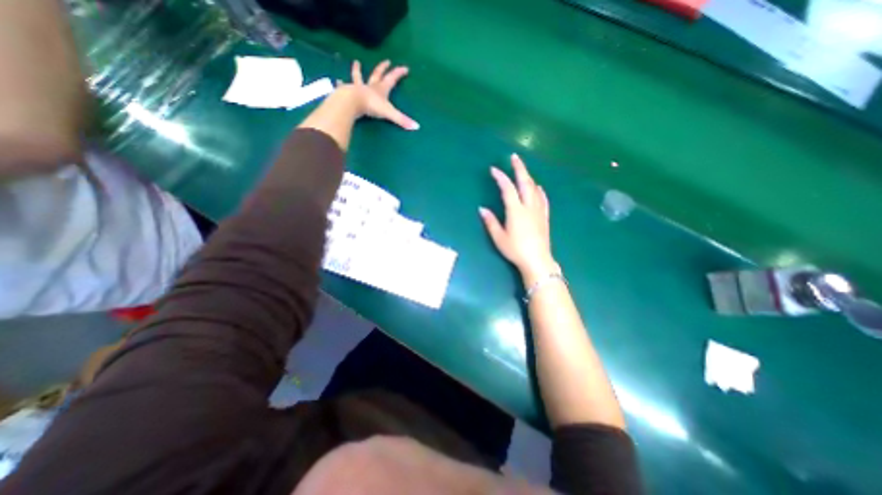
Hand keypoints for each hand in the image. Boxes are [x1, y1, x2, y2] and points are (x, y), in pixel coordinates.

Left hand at [339, 60, 418, 129]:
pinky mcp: (348, 93)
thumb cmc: (371, 106)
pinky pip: (345, 88)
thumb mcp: (389, 113)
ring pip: (359, 78)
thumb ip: (402, 120)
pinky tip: (337, 82)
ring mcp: (358, 89)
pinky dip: (341, 85)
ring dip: (358, 71)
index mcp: (381, 89)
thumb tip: (417, 127)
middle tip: (386, 61)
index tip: (405, 68)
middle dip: (383, 68)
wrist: (352, 102)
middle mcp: (370, 86)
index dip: (399, 73)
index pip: (392, 79)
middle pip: (377, 75)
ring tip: (356, 62)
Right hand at [480, 153, 552, 280]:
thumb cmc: (515, 250)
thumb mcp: (499, 237)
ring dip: (528, 177)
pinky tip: (538, 187)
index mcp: (516, 211)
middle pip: (525, 183)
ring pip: (535, 189)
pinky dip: (540, 191)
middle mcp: (529, 207)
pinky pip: (543, 199)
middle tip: (514, 157)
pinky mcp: (545, 217)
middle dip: (519, 168)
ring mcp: (539, 211)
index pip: (507, 189)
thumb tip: (482, 209)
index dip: (501, 177)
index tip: (493, 169)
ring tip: (523, 170)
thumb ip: (490, 222)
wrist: (537, 260)